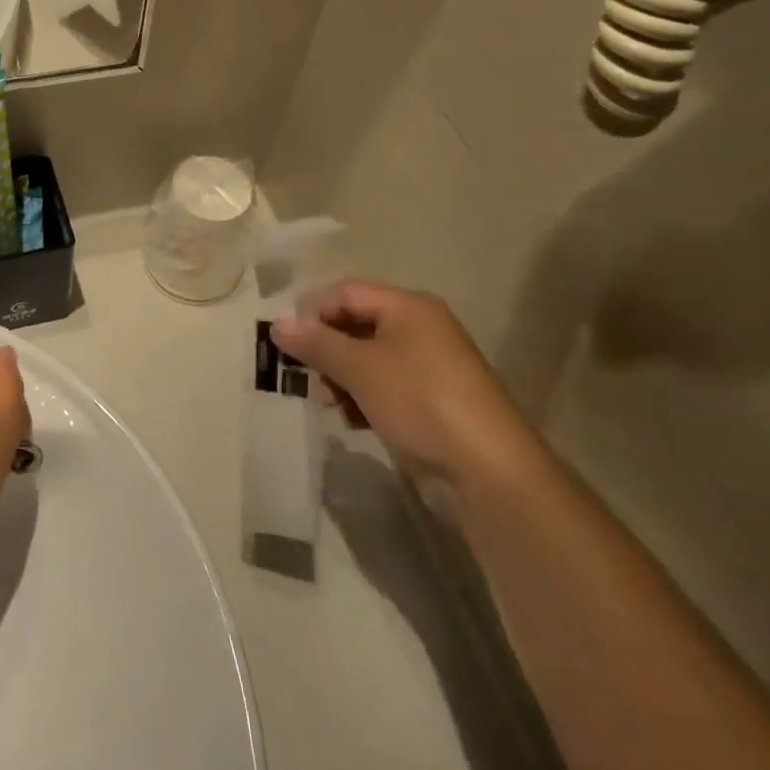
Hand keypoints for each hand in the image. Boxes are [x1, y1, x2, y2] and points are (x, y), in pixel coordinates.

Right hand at [271, 283, 541, 492]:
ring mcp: (430, 367)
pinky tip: (353, 421)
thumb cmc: (421, 403)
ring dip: (341, 377)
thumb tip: (277, 323)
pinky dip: (364, 398)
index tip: (287, 343)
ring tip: (329, 404)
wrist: (492, 477)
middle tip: (306, 376)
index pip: (345, 293)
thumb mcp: (360, 369)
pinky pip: (385, 386)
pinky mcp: (434, 403)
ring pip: (367, 359)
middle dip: (326, 349)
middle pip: (355, 324)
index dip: (312, 312)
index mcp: (409, 306)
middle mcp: (421, 328)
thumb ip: (316, 343)